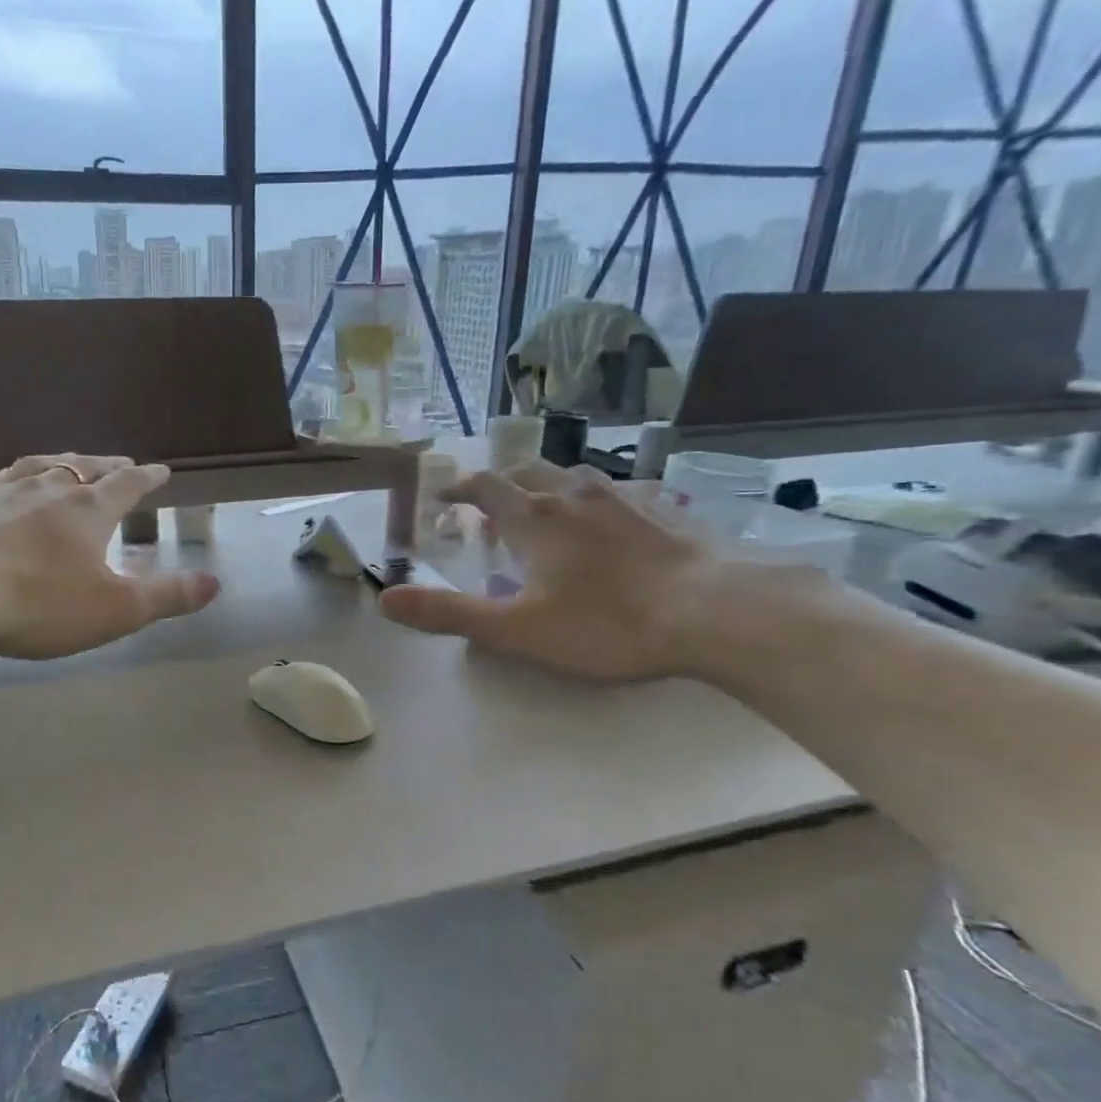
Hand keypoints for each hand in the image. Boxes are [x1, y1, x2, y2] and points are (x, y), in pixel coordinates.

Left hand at [0, 453, 219, 659]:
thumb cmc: (37, 602)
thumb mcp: (115, 609)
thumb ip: (166, 596)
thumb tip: (214, 582)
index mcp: (87, 510)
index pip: (127, 485)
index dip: (147, 478)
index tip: (161, 469)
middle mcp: (45, 491)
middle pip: (83, 468)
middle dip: (105, 466)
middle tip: (118, 462)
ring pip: (35, 467)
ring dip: (57, 463)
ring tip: (65, 463)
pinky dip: (3, 480)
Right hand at [378, 464, 726, 681]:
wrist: (715, 611)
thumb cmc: (606, 622)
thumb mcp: (516, 629)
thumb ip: (448, 613)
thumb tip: (385, 599)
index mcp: (533, 518)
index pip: (484, 486)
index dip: (459, 487)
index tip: (443, 495)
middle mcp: (573, 495)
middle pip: (527, 471)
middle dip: (502, 483)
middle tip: (492, 506)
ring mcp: (623, 498)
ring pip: (573, 476)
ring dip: (549, 487)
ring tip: (547, 511)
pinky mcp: (663, 511)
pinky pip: (619, 491)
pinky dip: (597, 499)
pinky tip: (611, 522)